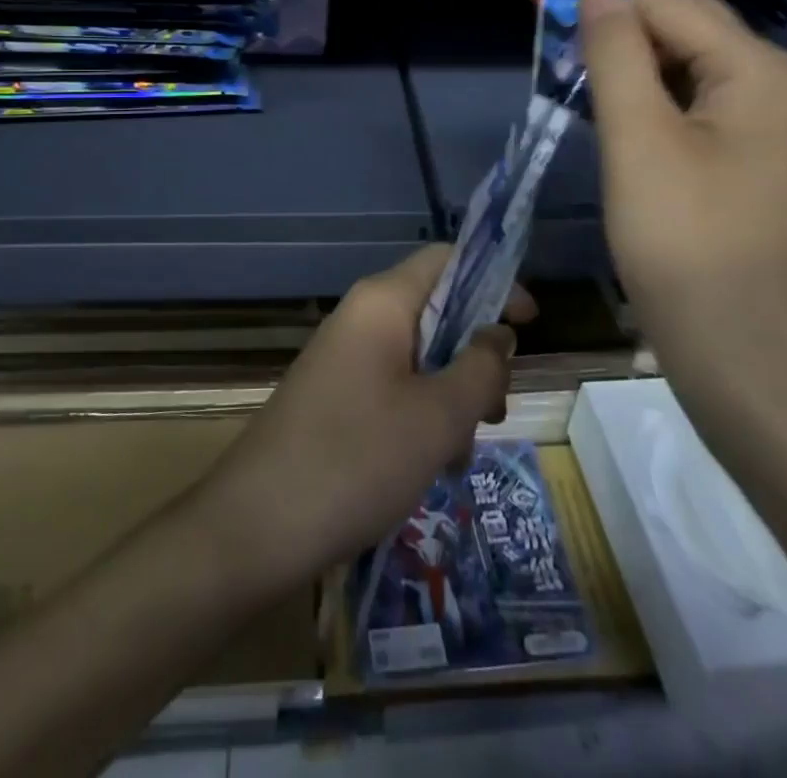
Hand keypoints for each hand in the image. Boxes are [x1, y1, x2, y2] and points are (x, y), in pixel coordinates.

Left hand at [199, 245, 532, 591]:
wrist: (255, 527)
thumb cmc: (357, 459)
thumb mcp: (439, 416)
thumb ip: (481, 366)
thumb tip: (498, 333)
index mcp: (382, 302)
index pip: (448, 259)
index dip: (495, 281)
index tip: (530, 325)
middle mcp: (360, 317)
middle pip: (437, 311)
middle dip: (475, 356)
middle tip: (494, 411)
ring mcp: (343, 357)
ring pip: (419, 356)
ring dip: (451, 395)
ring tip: (458, 452)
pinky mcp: (334, 395)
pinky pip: (393, 386)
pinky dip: (421, 415)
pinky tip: (428, 467)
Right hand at [573, 0, 786, 379]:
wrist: (736, 347)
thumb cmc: (683, 240)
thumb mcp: (638, 138)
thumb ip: (616, 55)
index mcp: (755, 68)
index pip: (666, 2)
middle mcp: (769, 82)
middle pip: (681, 25)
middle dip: (613, 18)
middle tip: (549, 26)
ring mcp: (760, 121)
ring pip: (682, 63)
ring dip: (625, 55)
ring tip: (567, 58)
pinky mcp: (740, 155)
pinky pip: (688, 100)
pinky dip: (644, 91)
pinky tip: (606, 100)